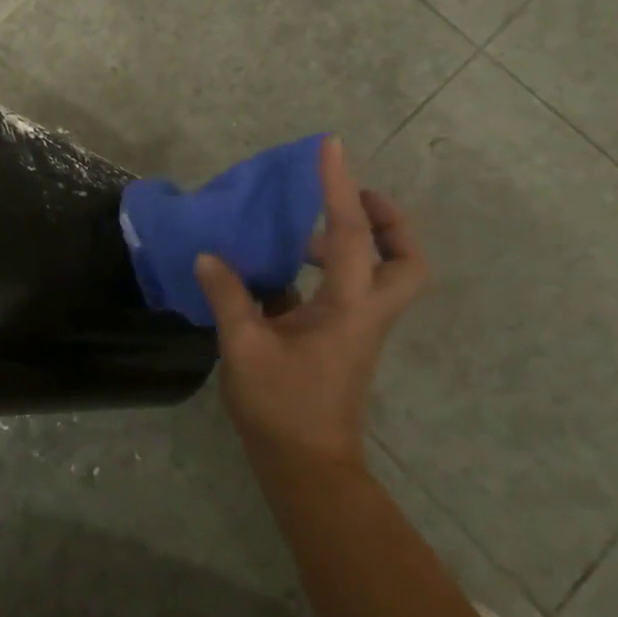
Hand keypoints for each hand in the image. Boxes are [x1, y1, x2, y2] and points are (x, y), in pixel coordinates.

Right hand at [195, 136, 428, 465]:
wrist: (307, 468)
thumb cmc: (281, 409)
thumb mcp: (245, 350)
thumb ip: (230, 297)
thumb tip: (209, 256)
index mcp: (348, 309)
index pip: (352, 236)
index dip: (340, 188)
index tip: (331, 148)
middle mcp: (365, 312)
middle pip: (408, 261)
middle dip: (389, 221)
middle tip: (350, 198)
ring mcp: (359, 328)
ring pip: (384, 275)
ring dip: (357, 242)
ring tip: (304, 231)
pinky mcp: (344, 339)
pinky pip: (351, 290)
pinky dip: (330, 268)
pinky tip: (283, 269)